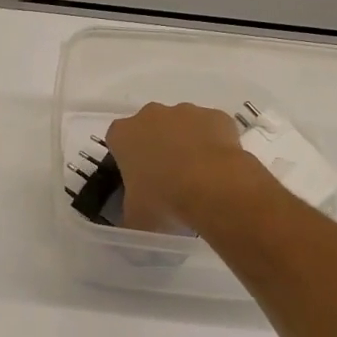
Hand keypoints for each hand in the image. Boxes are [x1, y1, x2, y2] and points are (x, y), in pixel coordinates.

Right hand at [104, 102, 252, 234]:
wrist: (214, 187)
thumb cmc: (163, 199)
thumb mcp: (135, 217)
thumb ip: (129, 215)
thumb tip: (132, 224)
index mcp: (123, 134)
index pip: (117, 141)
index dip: (127, 159)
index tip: (138, 179)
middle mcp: (150, 115)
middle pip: (150, 128)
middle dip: (157, 147)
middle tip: (167, 179)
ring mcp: (186, 111)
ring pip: (182, 125)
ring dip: (186, 143)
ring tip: (198, 177)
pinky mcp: (217, 116)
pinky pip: (212, 128)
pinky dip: (214, 143)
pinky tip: (219, 168)